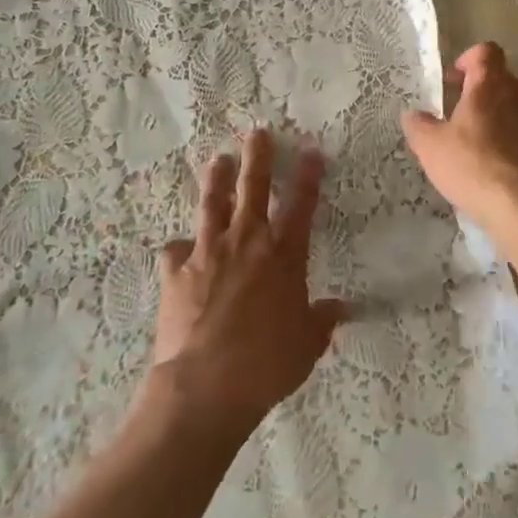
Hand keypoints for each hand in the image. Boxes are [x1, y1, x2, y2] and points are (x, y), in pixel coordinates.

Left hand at [147, 129, 346, 440]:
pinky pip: (176, 250)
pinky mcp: (177, 271)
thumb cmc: (268, 363)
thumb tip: (341, 309)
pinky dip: (180, 247)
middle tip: (257, 132)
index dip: (308, 175)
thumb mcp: (307, 344)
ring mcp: (208, 252)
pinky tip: (179, 247)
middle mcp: (247, 242)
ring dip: (216, 180)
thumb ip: (323, 321)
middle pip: (254, 188)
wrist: (206, 385)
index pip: (301, 205)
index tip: (311, 151)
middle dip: (258, 157)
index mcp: (284, 255)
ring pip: (212, 204)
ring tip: (218, 159)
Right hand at [401, 43, 517, 232]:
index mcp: (489, 84)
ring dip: (515, 113)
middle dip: (489, 92)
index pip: (485, 52)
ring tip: (498, 141)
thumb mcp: (431, 148)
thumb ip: (419, 125)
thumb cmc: (472, 168)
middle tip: (469, 118)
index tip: (456, 81)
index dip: (470, 60)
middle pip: (506, 79)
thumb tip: (413, 114)